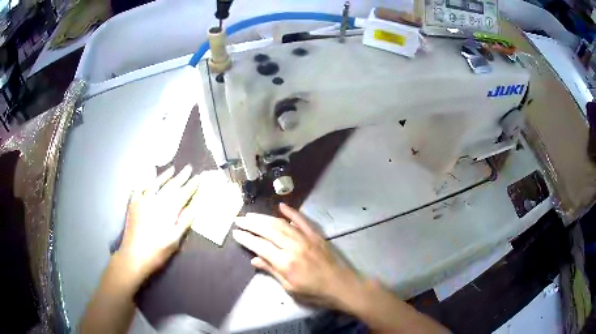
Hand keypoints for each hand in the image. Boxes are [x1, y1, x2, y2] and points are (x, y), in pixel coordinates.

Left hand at [116, 165, 199, 282]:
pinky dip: (145, 182)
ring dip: (164, 175)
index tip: (199, 177)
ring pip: (155, 183)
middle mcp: (156, 200)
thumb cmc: (157, 251)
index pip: (183, 194)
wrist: (134, 256)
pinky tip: (148, 181)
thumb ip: (184, 221)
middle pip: (171, 185)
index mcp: (168, 209)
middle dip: (181, 177)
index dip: (192, 185)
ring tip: (172, 168)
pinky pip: (139, 188)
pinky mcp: (133, 204)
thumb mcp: (175, 240)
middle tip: (188, 168)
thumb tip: (194, 206)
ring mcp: (142, 200)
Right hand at [233, 203, 362, 307]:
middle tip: (239, 220)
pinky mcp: (316, 235)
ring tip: (252, 215)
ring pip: (281, 224)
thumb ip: (272, 271)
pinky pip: (302, 220)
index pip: (260, 246)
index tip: (235, 233)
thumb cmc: (314, 292)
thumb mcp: (290, 287)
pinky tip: (281, 206)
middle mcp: (294, 246)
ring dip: (265, 218)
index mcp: (285, 262)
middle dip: (251, 224)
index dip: (246, 238)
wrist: (341, 286)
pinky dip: (291, 212)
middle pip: (268, 230)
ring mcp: (306, 239)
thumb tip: (254, 259)